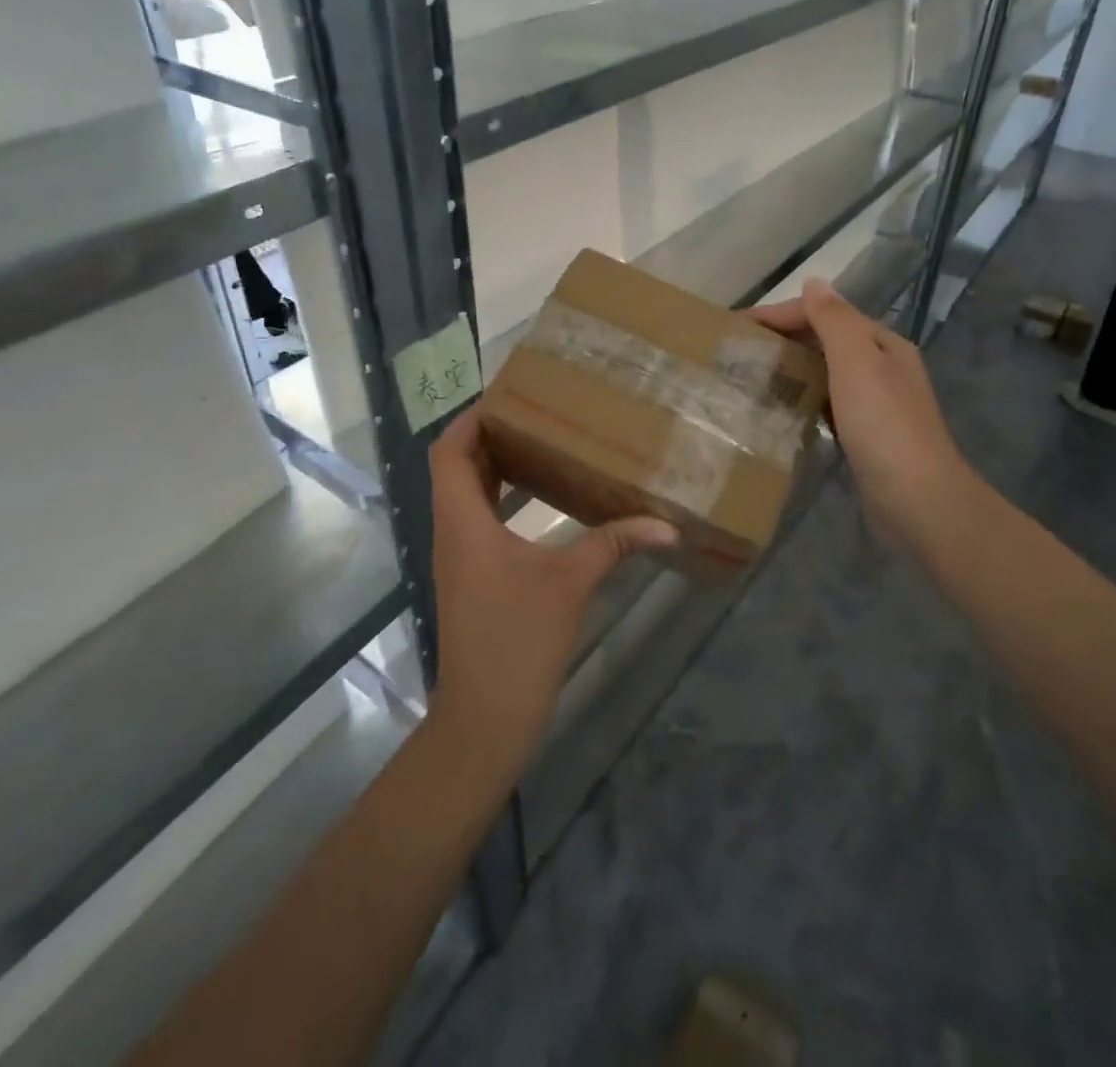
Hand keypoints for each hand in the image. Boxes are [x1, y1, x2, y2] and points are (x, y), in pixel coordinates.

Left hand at [425, 406, 677, 776]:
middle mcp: (453, 532)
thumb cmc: (518, 641)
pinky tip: (540, 501)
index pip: (449, 452)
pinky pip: (478, 521)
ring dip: (494, 467)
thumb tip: (666, 524)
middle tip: (534, 414)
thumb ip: (614, 544)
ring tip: (540, 444)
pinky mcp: (472, 578)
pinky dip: (502, 499)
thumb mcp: (570, 583)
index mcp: (463, 521)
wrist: (485, 717)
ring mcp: (459, 557)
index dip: (470, 419)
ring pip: (466, 495)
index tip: (507, 397)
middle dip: (488, 436)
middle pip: (456, 467)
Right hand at [751, 279, 968, 544]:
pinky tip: (781, 409)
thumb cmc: (883, 425)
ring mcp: (875, 403)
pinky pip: (826, 403)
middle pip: (825, 340)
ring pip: (825, 372)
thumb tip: (814, 282)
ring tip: (751, 377)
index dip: (781, 314)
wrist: (917, 499)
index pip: (825, 313)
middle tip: (739, 352)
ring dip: (791, 368)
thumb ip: (834, 320)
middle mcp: (881, 367)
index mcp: (881, 343)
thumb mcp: (856, 361)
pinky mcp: (865, 435)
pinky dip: (803, 398)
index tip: (737, 326)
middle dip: (784, 339)